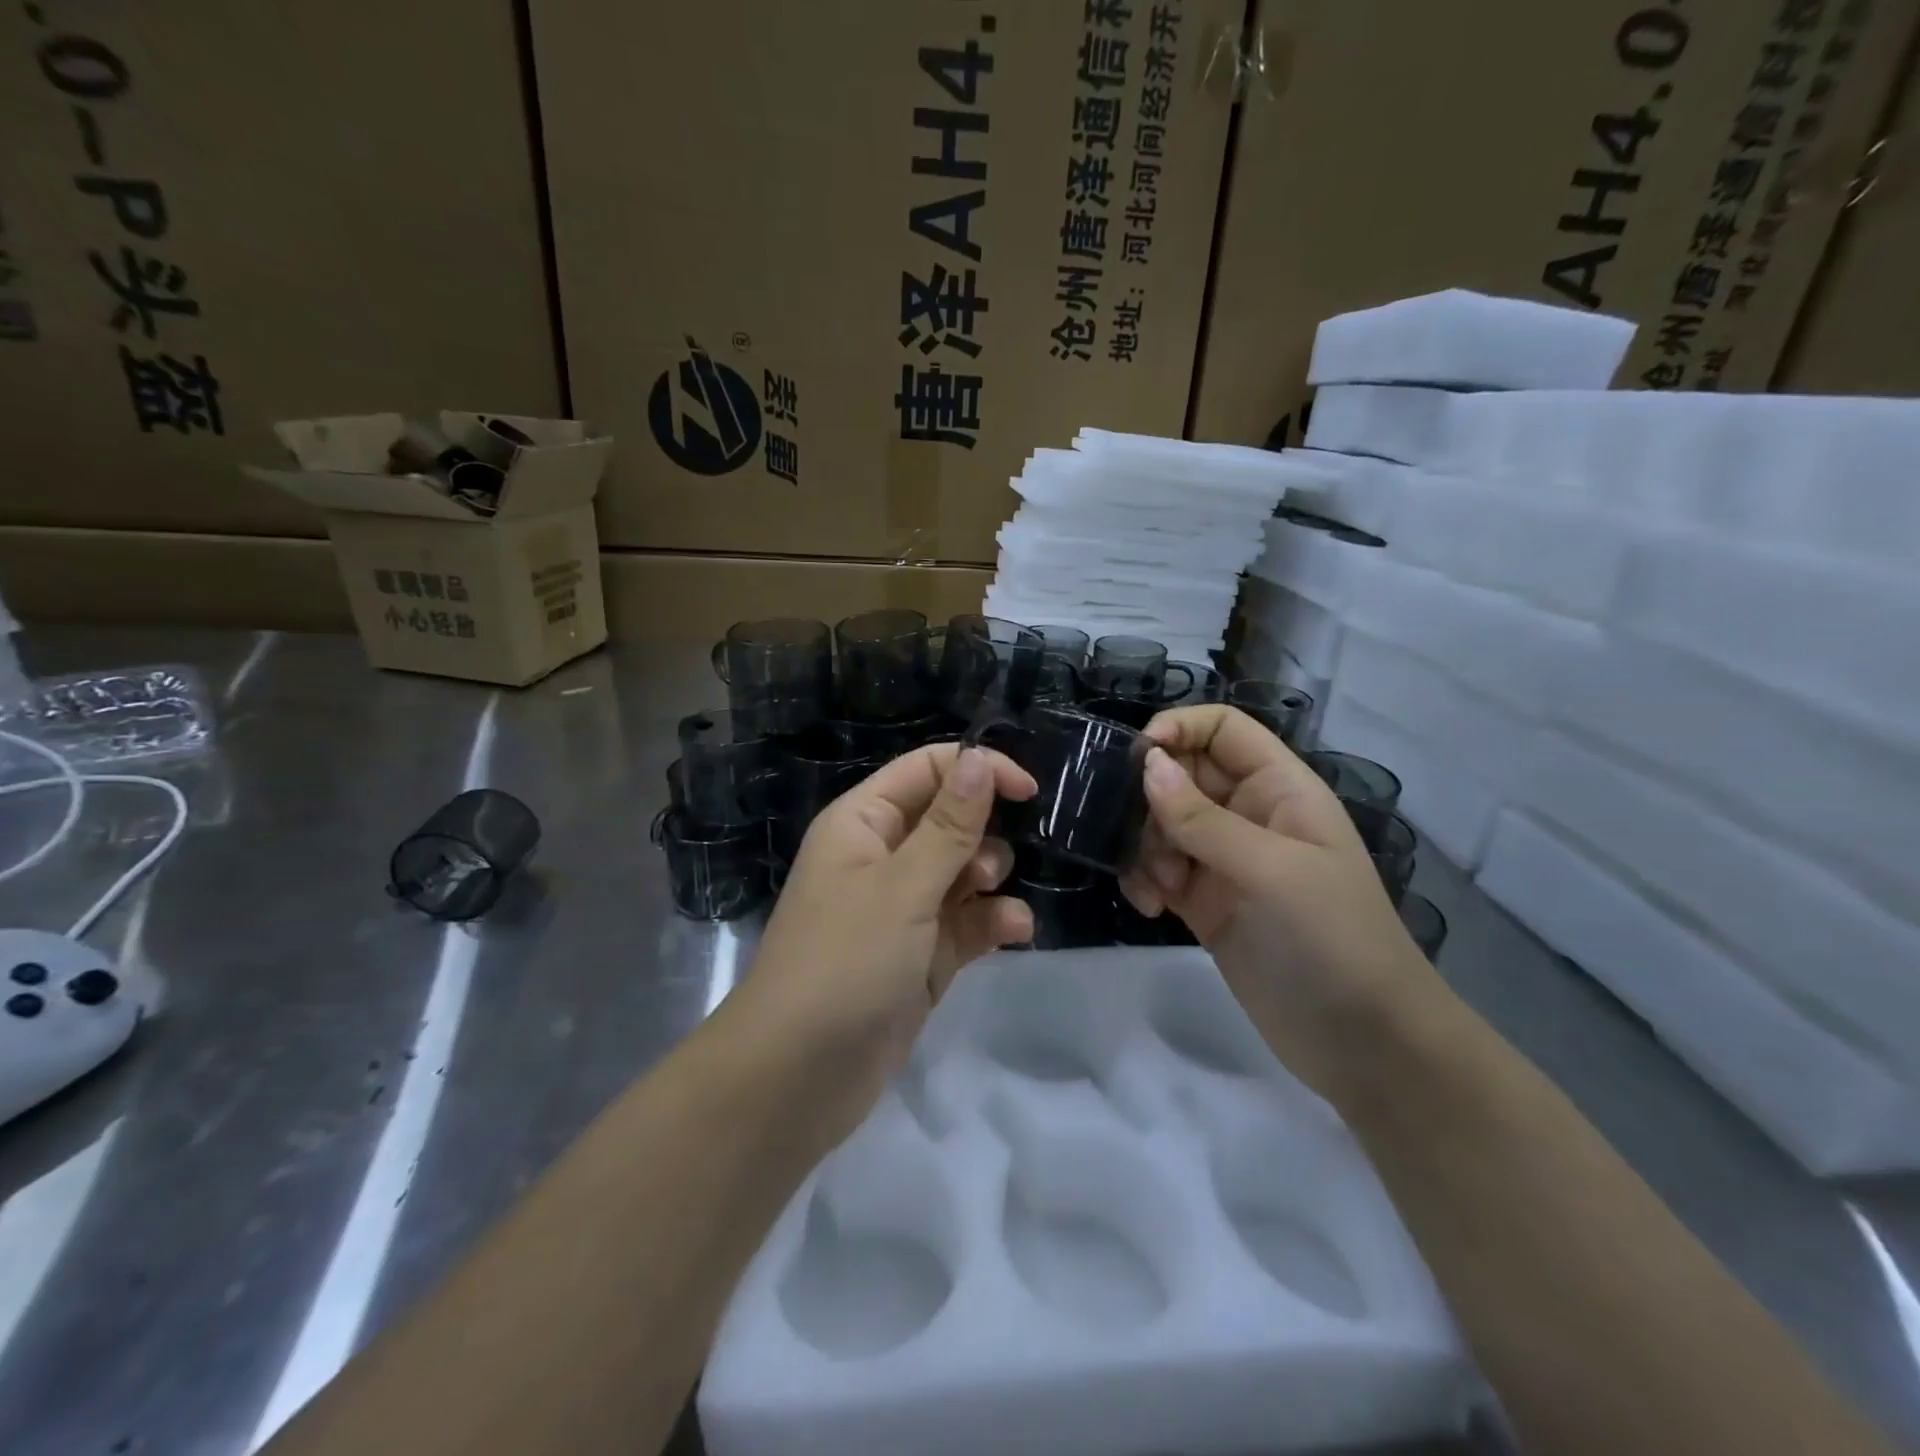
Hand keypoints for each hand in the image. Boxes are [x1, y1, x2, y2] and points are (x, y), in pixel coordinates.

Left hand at [731, 743, 1036, 1146]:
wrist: (799, 1076)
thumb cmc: (846, 962)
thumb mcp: (903, 886)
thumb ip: (950, 825)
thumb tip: (978, 758)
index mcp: (863, 823)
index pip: (927, 769)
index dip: (977, 770)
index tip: (1030, 790)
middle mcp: (882, 857)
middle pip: (949, 819)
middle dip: (982, 834)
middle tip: (988, 866)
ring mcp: (902, 908)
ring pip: (963, 871)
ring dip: (990, 879)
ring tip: (990, 904)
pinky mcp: (920, 954)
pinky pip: (966, 921)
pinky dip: (991, 922)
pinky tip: (1013, 933)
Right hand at [1119, 706, 1435, 1097]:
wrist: (1364, 1044)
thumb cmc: (1332, 939)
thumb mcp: (1271, 871)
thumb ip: (1203, 818)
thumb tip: (1147, 765)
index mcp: (1280, 789)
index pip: (1224, 730)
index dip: (1180, 728)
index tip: (1135, 758)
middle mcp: (1250, 816)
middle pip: (1183, 775)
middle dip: (1152, 800)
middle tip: (1140, 837)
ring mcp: (1226, 862)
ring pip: (1163, 824)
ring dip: (1145, 847)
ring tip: (1157, 886)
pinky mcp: (1205, 904)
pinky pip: (1160, 870)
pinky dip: (1145, 880)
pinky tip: (1149, 907)